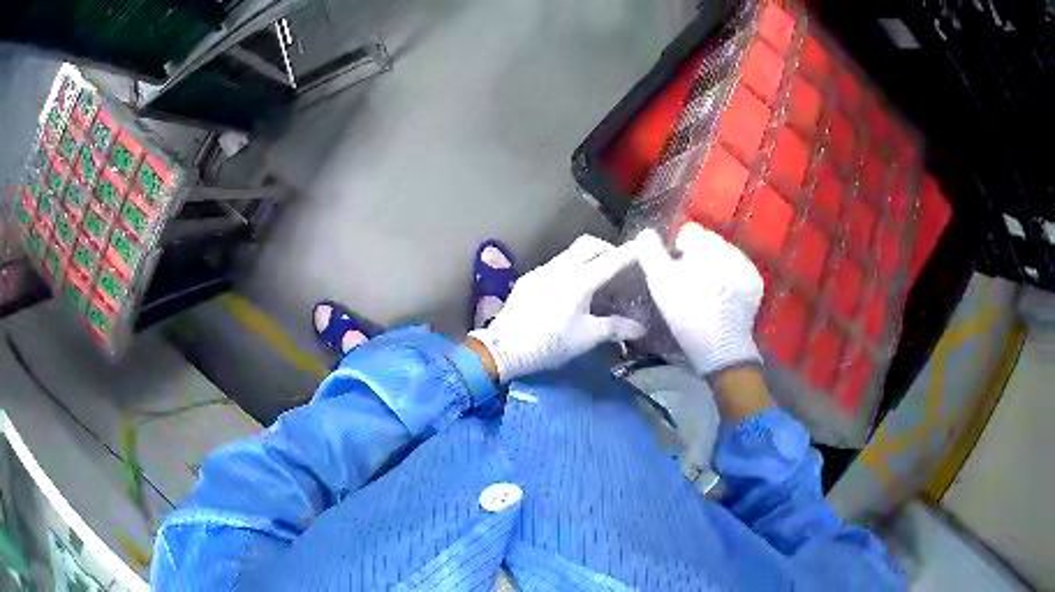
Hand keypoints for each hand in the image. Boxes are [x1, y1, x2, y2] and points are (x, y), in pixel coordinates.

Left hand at [469, 235, 645, 382]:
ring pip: (570, 253)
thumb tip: (640, 328)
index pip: (611, 260)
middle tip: (619, 266)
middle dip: (607, 249)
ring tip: (597, 280)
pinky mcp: (529, 279)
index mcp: (579, 280)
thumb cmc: (550, 344)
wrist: (504, 348)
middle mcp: (561, 268)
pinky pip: (556, 265)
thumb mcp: (587, 337)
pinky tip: (570, 292)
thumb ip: (616, 328)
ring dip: (588, 259)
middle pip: (589, 244)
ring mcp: (542, 271)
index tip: (645, 245)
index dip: (630, 252)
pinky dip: (570, 269)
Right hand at [632, 223, 763, 376]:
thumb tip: (646, 232)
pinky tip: (721, 298)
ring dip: (713, 268)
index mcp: (707, 243)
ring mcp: (746, 265)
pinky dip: (729, 279)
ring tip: (706, 293)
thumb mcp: (659, 281)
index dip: (676, 250)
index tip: (673, 271)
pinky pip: (737, 272)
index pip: (688, 232)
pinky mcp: (755, 283)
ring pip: (723, 257)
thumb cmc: (687, 312)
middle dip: (697, 258)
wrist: (721, 347)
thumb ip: (649, 251)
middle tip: (688, 284)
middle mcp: (730, 247)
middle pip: (707, 243)